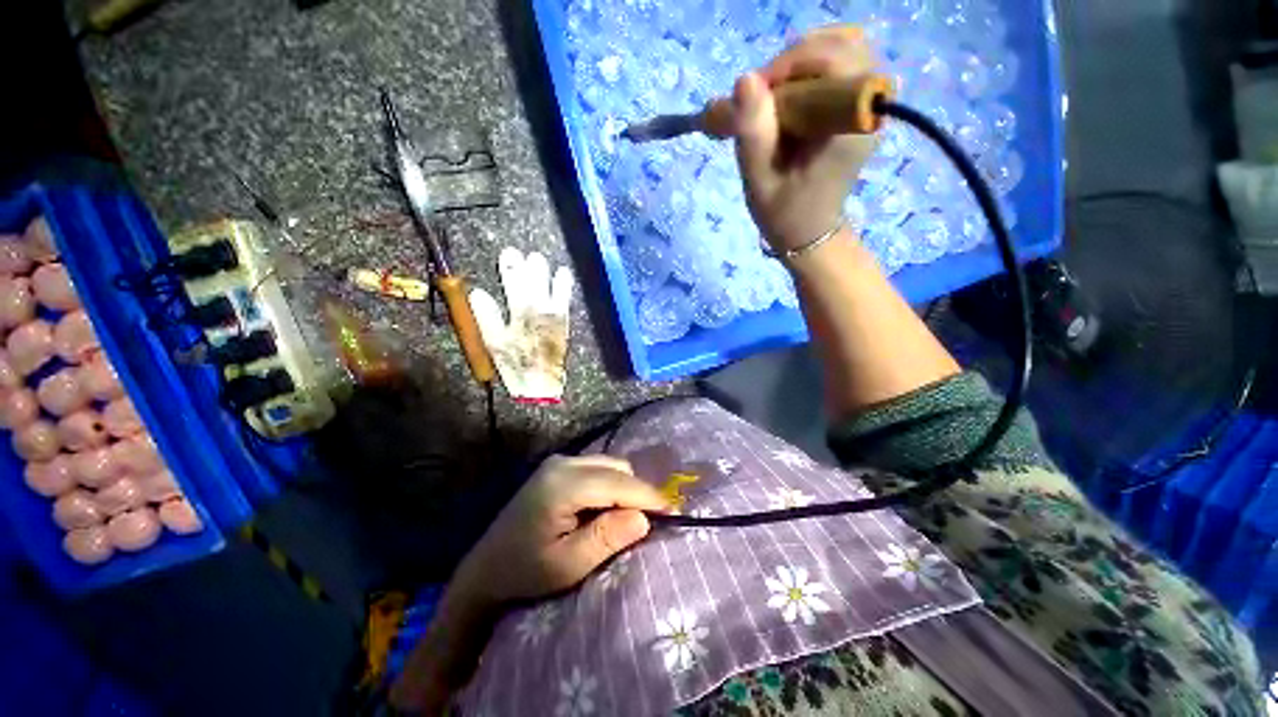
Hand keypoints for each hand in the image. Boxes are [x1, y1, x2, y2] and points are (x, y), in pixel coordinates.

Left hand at [451, 455, 669, 606]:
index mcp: (562, 485)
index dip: (648, 496)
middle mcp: (563, 463)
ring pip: (610, 465)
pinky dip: (612, 485)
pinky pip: (598, 468)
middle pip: (616, 468)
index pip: (618, 483)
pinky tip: (609, 507)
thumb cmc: (525, 573)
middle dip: (638, 492)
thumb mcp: (567, 565)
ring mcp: (559, 461)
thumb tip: (643, 517)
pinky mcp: (559, 467)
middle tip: (651, 520)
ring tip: (631, 517)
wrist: (485, 569)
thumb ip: (606, 537)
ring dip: (626, 487)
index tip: (673, 512)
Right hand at [733, 25, 879, 252]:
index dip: (790, 64)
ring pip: (844, 47)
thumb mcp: (760, 180)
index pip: (834, 59)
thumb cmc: (784, 212)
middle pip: (843, 43)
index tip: (756, 93)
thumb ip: (754, 133)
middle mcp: (869, 106)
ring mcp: (869, 104)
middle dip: (794, 60)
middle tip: (764, 94)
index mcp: (850, 125)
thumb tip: (745, 79)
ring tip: (776, 96)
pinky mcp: (859, 106)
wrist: (810, 232)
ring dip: (802, 62)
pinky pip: (842, 64)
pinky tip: (791, 96)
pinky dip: (811, 68)